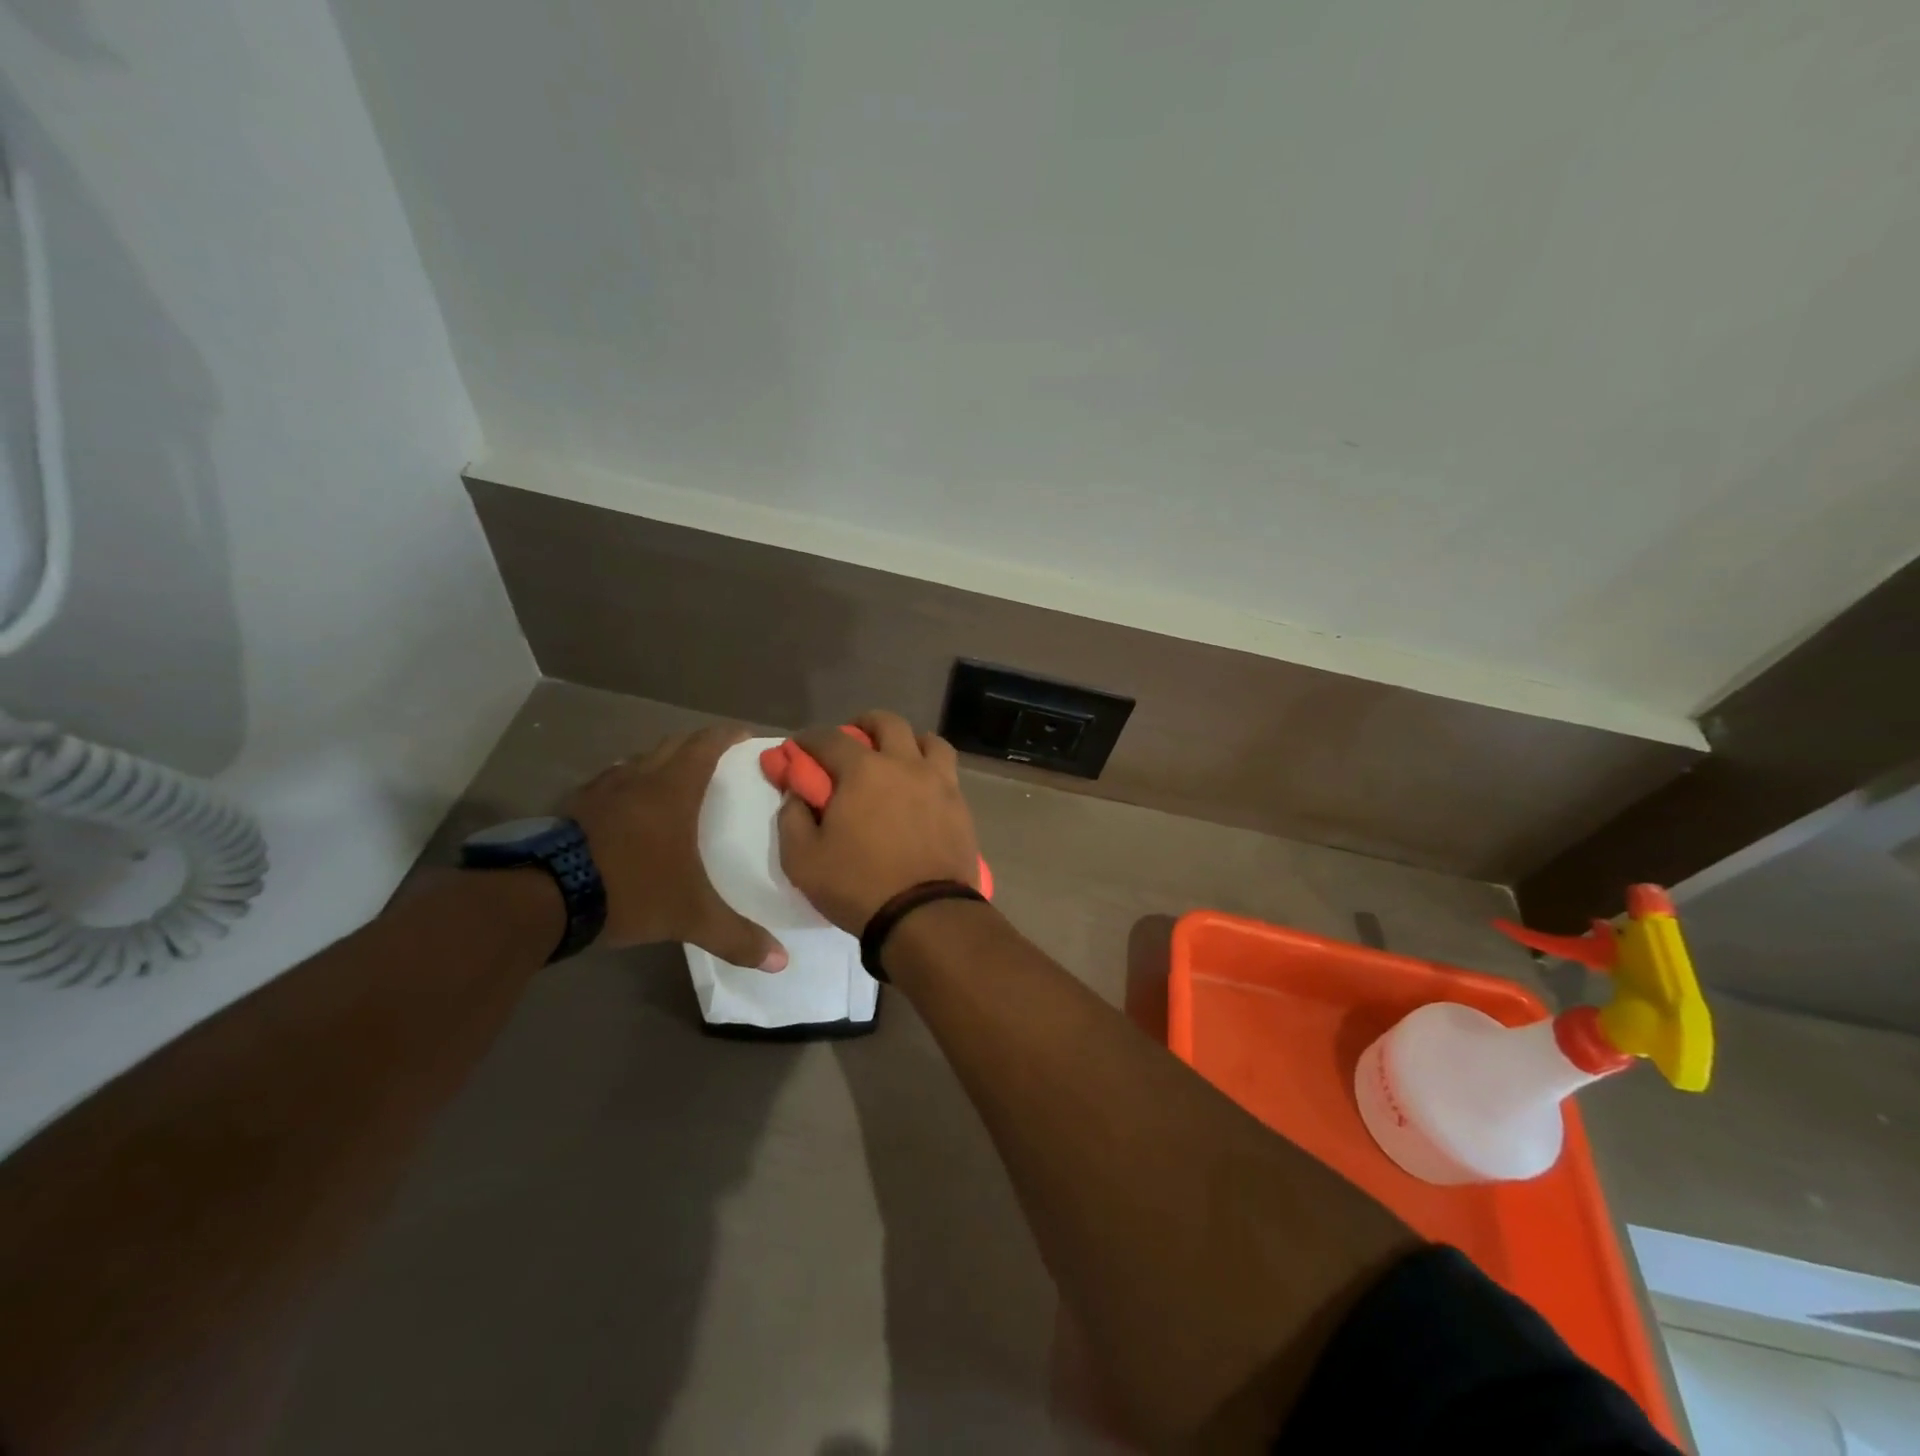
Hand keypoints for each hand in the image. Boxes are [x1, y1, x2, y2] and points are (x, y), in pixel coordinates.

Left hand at [565, 725, 787, 969]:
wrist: (543, 897)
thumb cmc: (631, 890)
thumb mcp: (690, 916)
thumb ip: (736, 936)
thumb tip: (780, 961)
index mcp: (673, 790)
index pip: (705, 745)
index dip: (727, 736)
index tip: (745, 736)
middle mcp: (638, 778)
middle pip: (672, 745)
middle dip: (696, 745)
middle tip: (716, 759)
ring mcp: (600, 789)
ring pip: (636, 761)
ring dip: (658, 763)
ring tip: (672, 781)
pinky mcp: (572, 807)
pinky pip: (607, 782)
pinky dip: (625, 785)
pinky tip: (625, 809)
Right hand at [778, 711, 982, 932]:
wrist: (925, 915)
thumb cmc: (859, 886)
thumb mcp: (802, 860)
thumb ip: (792, 819)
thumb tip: (797, 794)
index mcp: (863, 771)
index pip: (830, 738)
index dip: (809, 739)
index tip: (800, 748)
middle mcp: (904, 764)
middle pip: (887, 723)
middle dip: (864, 725)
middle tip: (853, 741)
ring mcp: (939, 782)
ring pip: (928, 740)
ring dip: (908, 741)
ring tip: (897, 760)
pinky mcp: (960, 804)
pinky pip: (947, 770)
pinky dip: (931, 768)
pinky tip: (921, 789)